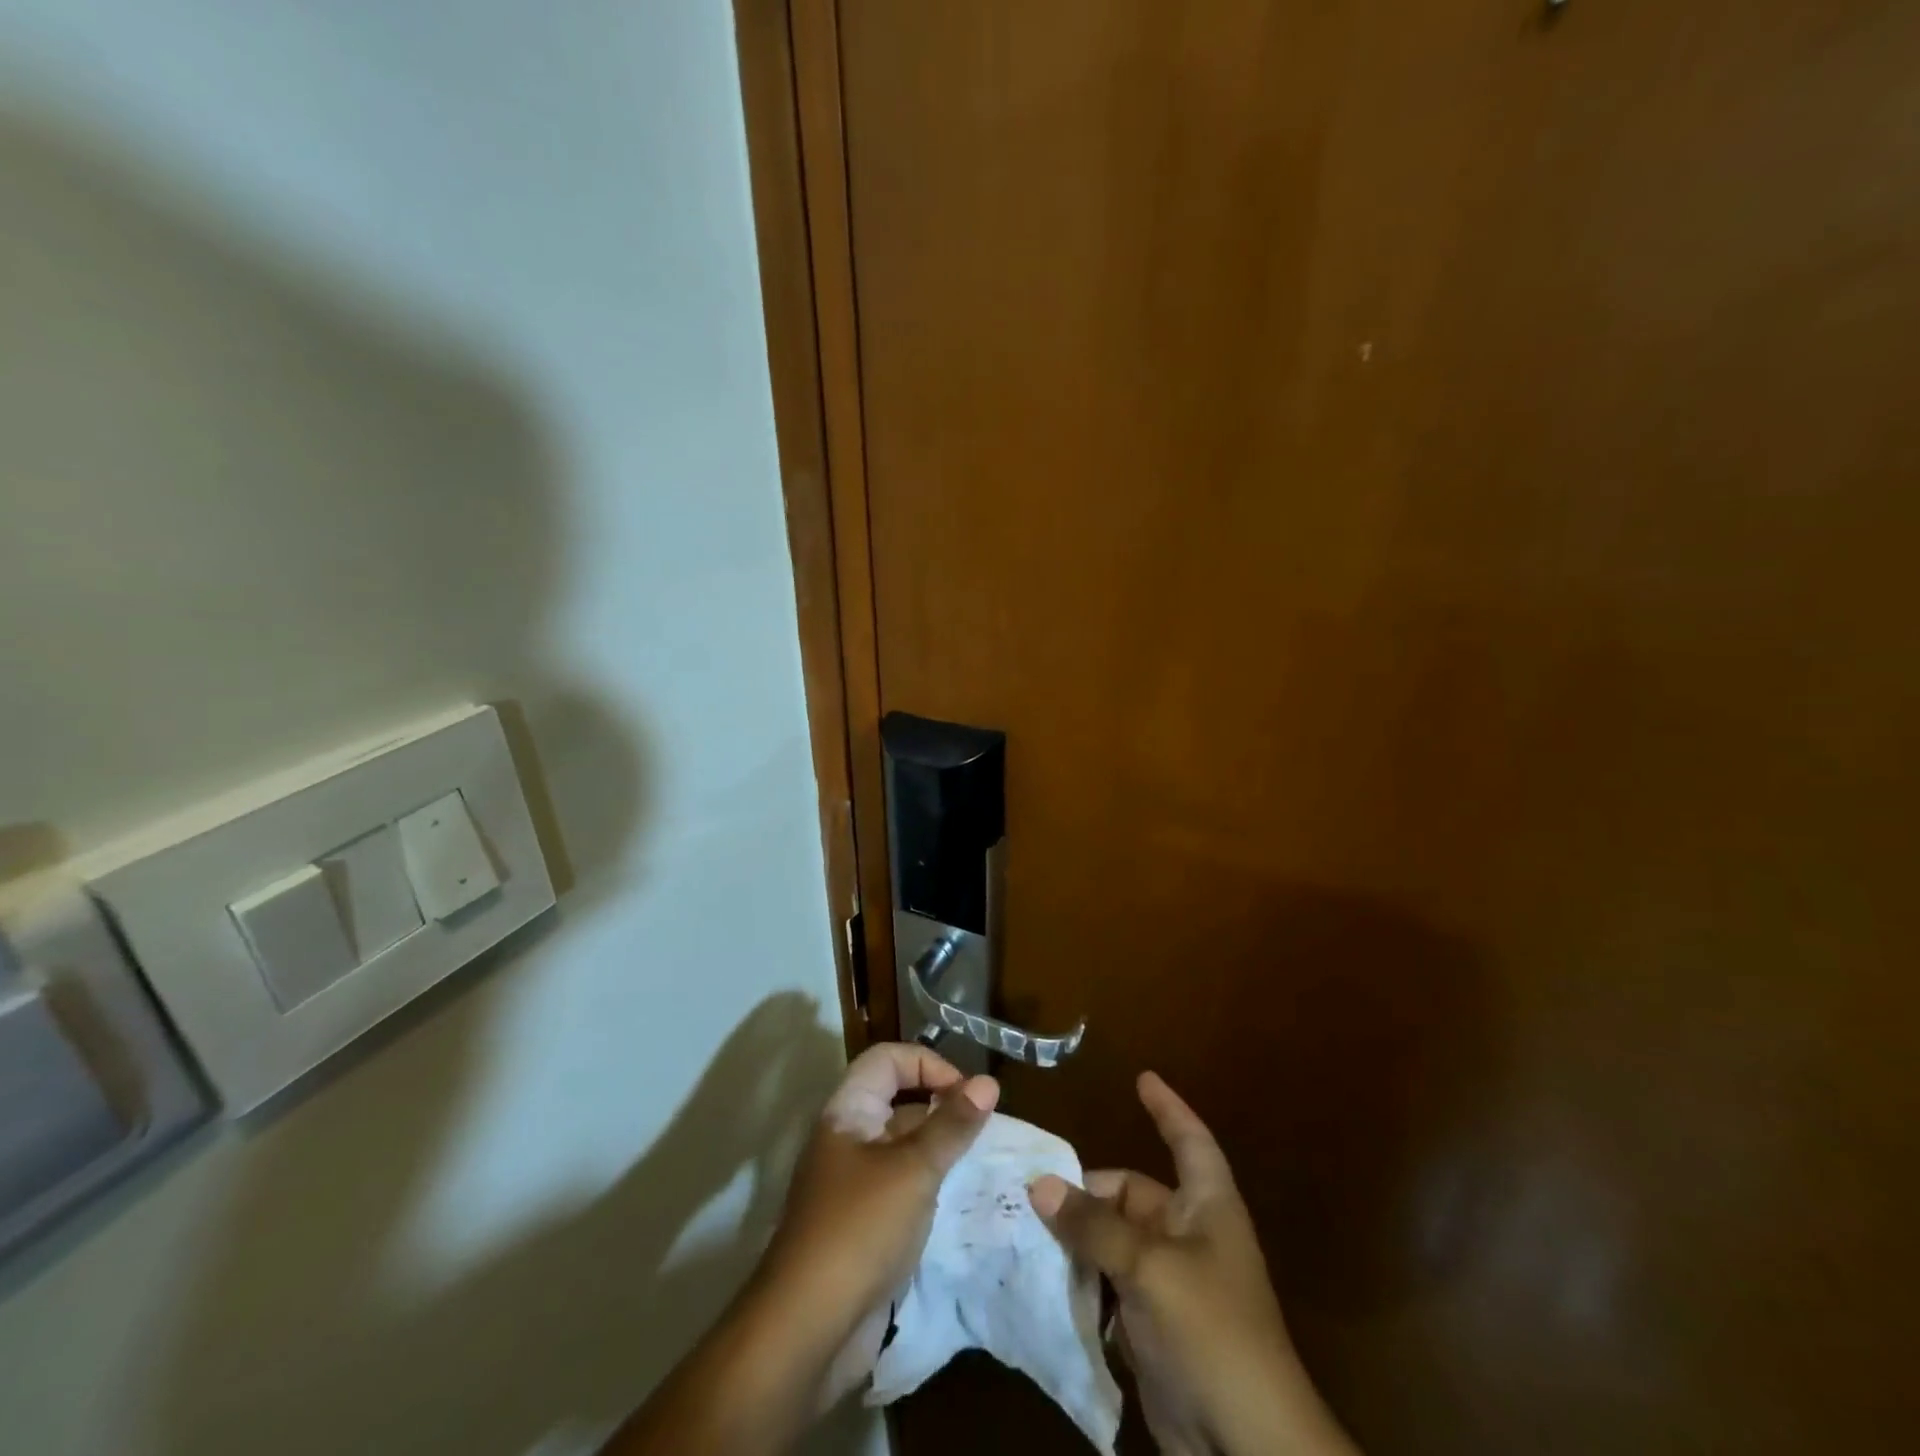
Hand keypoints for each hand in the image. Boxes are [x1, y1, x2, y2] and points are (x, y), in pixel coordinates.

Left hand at [760, 1042, 999, 1405]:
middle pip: (897, 1098)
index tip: (966, 1094)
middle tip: (984, 1128)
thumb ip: (952, 1125)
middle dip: (941, 1105)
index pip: (888, 1059)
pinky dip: (931, 1184)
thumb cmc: (859, 1229)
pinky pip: (903, 1184)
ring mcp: (854, 1181)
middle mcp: (848, 1137)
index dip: (928, 1064)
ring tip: (982, 1161)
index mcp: (848, 1111)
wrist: (807, 1330)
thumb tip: (988, 1083)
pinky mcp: (863, 1222)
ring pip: (903, 1144)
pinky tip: (961, 1199)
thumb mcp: (913, 1170)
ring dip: (941, 1147)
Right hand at [1029, 1073, 1358, 1455]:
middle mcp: (1189, 1234)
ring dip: (1076, 1234)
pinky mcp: (1152, 1324)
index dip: (1167, 1108)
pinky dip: (1080, 1276)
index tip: (1141, 1078)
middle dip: (1086, 1190)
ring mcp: (1170, 1282)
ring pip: (1113, 1239)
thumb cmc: (1212, 1332)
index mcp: (1206, 1206)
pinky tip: (1041, 1274)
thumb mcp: (1150, 1268)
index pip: (1189, 1139)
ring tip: (1023, 1224)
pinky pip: (1108, 1283)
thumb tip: (1040, 1183)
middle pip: (1131, 1192)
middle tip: (1031, 1187)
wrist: (1247, 1447)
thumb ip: (1093, 1226)